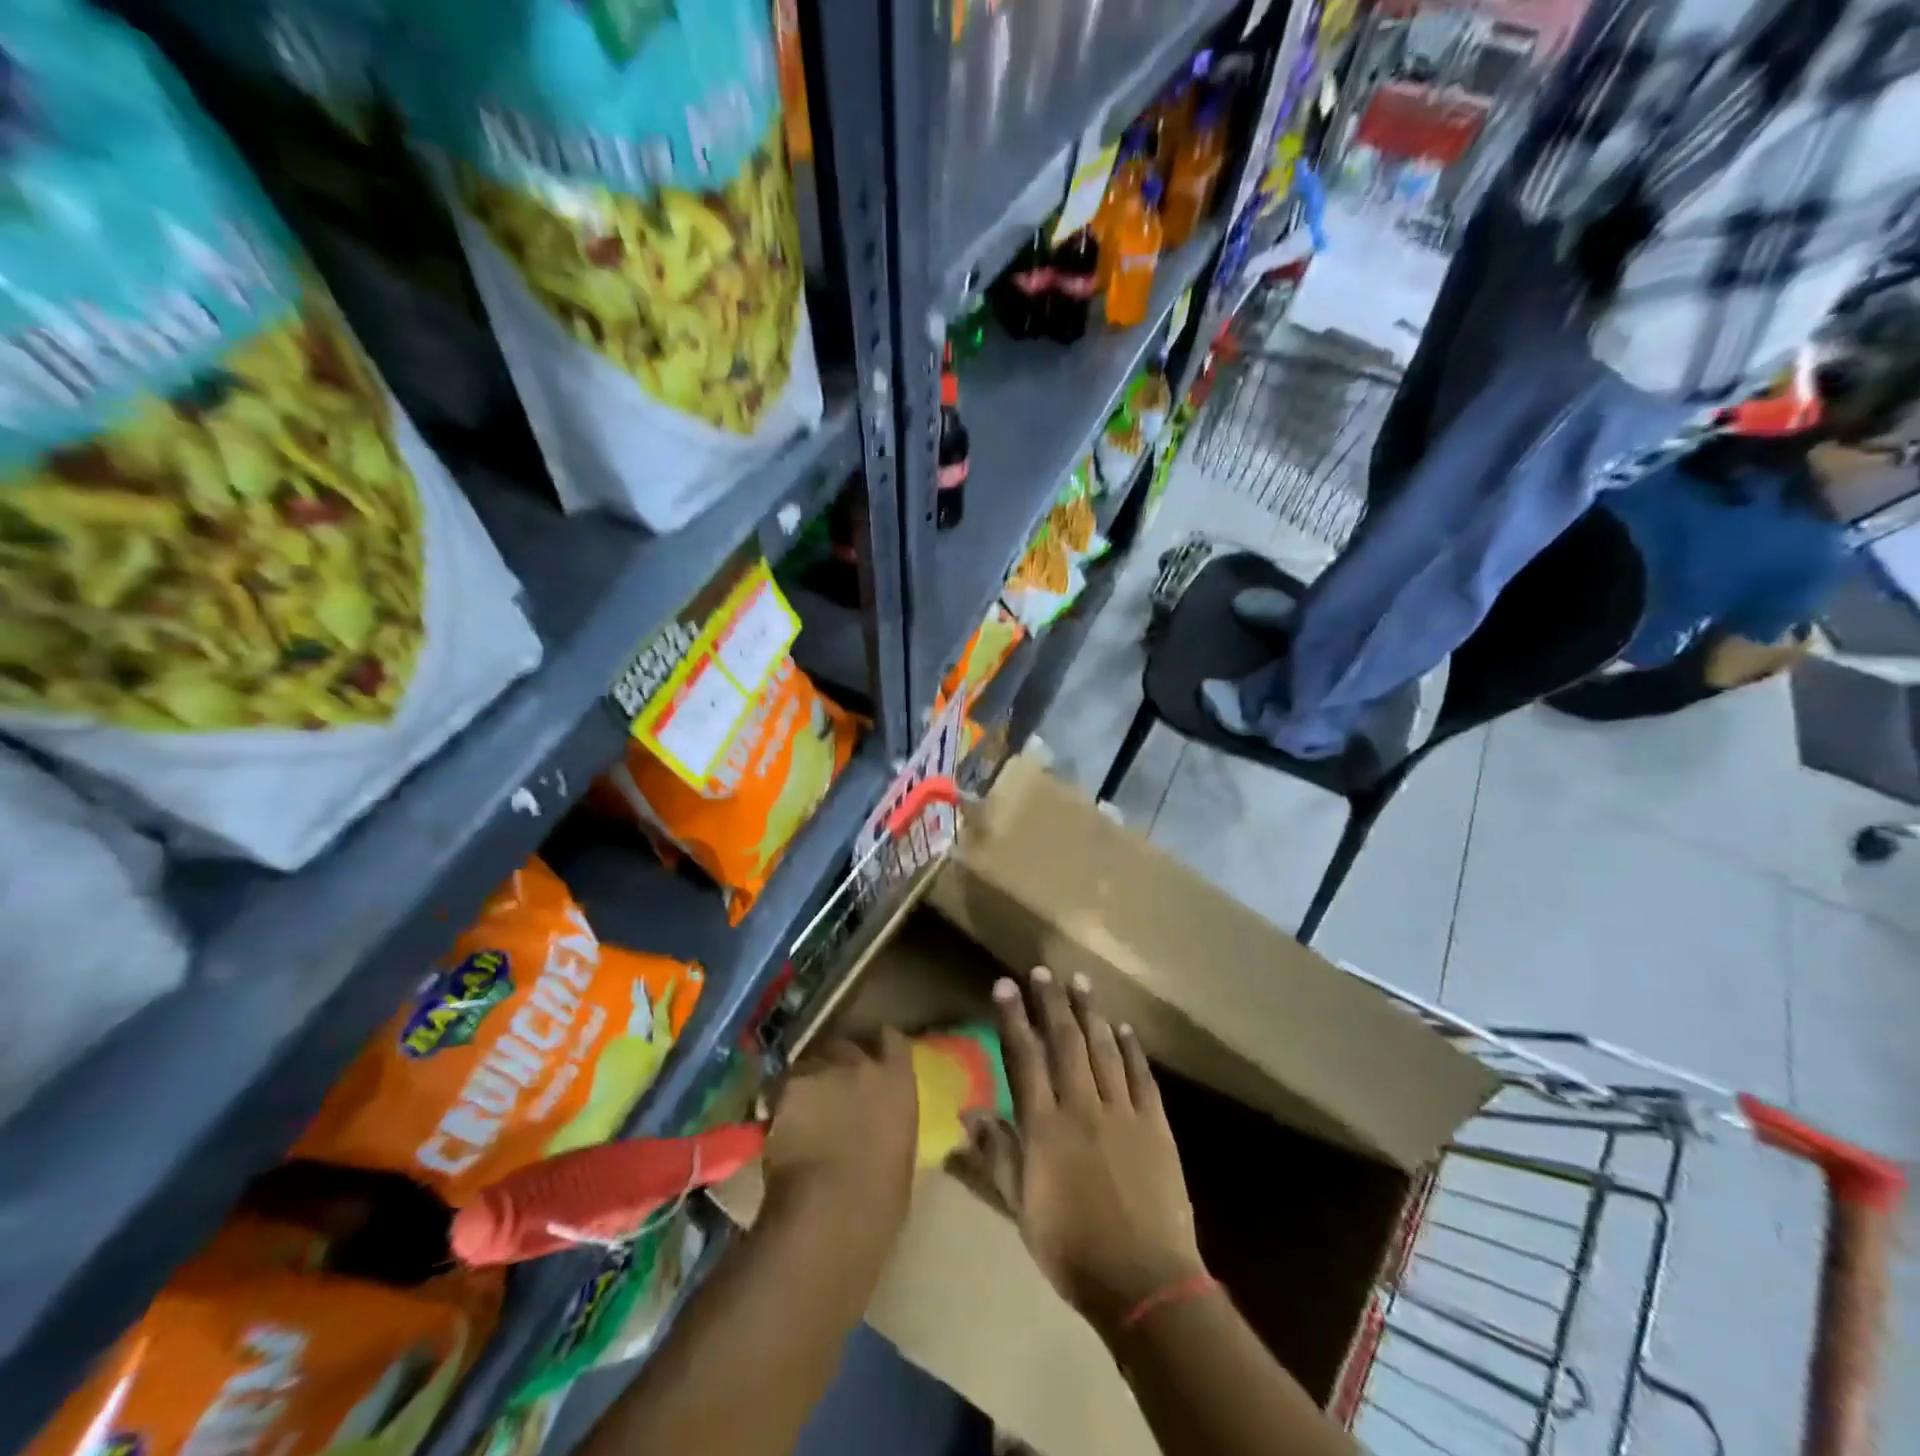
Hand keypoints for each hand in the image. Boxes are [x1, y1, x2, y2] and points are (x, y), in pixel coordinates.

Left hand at [762, 1031, 918, 1218]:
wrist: (831, 1213)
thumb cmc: (880, 1201)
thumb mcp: (900, 1153)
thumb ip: (889, 1123)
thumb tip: (878, 1123)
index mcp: (898, 1082)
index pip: (894, 1041)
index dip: (882, 1044)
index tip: (875, 1053)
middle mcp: (862, 1065)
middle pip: (846, 1046)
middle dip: (837, 1062)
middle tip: (830, 1088)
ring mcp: (823, 1071)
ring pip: (810, 1062)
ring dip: (808, 1079)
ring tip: (800, 1106)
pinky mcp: (788, 1086)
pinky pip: (782, 1085)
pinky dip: (780, 1100)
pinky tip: (777, 1123)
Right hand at [963, 967, 1206, 1341]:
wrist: (1143, 1282)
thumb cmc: (1071, 1248)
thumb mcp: (1021, 1208)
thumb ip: (995, 1155)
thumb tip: (967, 1112)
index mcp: (1045, 1127)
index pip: (1024, 1058)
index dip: (1013, 1019)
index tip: (1005, 986)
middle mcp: (1082, 1107)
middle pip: (1065, 1042)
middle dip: (1052, 1003)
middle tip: (1043, 971)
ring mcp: (1122, 1112)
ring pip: (1103, 1050)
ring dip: (1090, 1013)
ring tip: (1080, 982)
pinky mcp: (1155, 1125)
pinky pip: (1141, 1076)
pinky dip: (1131, 1048)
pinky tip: (1123, 1027)